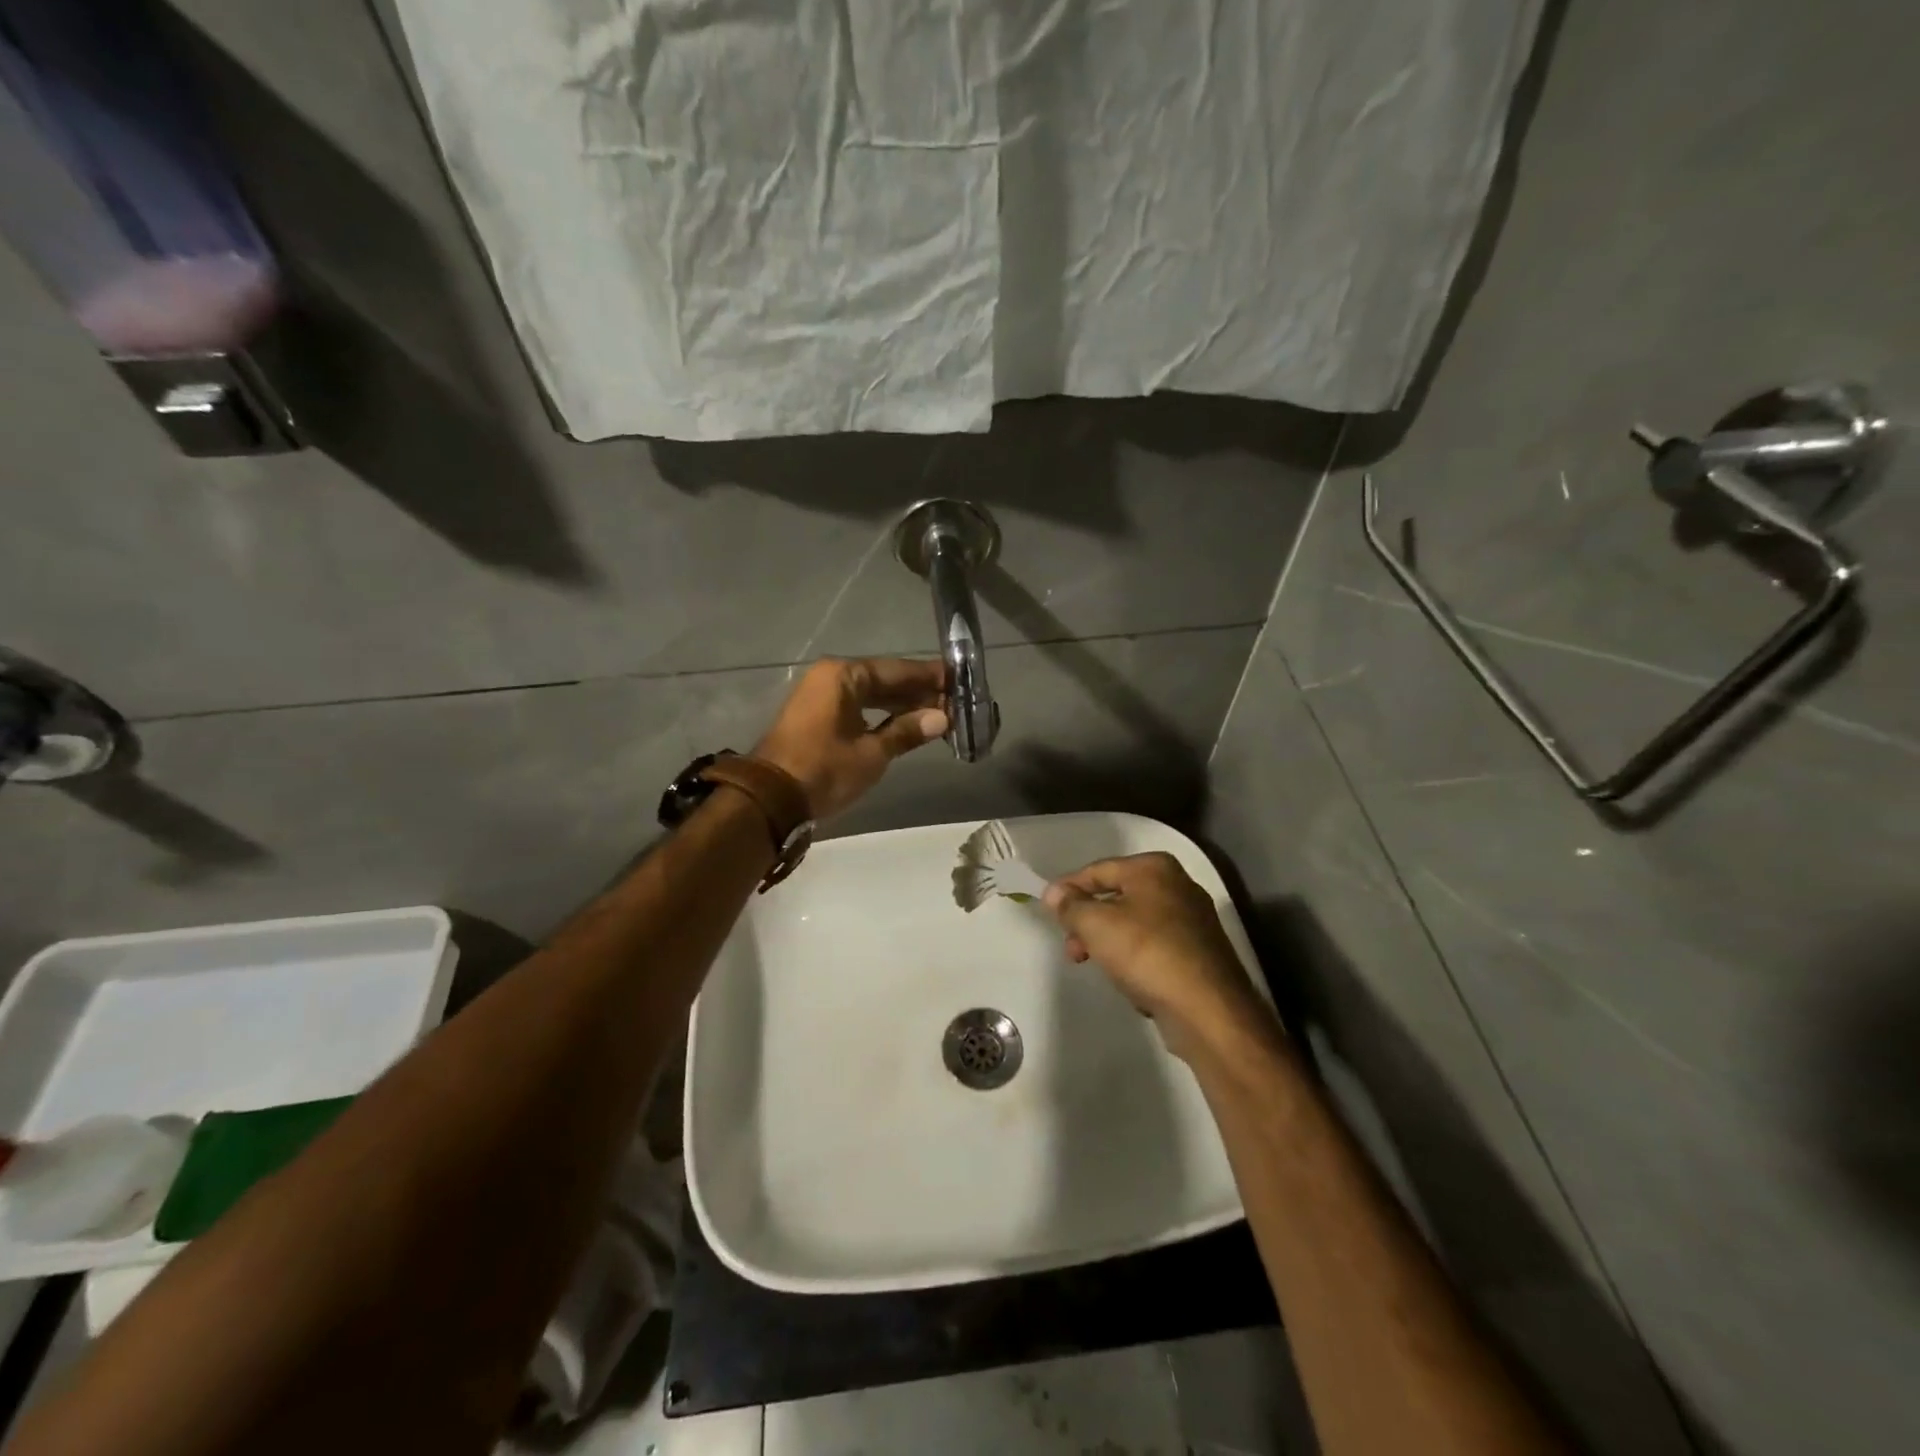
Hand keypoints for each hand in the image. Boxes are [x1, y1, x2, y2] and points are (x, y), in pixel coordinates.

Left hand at [754, 658, 948, 819]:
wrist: (771, 799)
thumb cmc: (825, 770)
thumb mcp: (872, 753)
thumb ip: (907, 731)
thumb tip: (942, 718)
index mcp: (844, 675)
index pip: (897, 670)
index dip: (930, 677)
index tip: (959, 680)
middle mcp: (831, 676)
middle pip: (884, 679)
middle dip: (918, 692)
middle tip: (954, 702)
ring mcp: (820, 695)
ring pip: (871, 694)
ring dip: (901, 705)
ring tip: (936, 715)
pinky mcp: (816, 715)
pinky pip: (857, 706)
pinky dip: (880, 714)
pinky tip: (904, 724)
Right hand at [1043, 853, 1270, 1061]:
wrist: (1207, 1009)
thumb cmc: (1146, 953)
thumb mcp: (1096, 925)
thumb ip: (1071, 905)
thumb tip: (1055, 893)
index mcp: (1154, 868)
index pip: (1099, 870)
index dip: (1069, 888)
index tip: (1047, 909)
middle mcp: (1178, 885)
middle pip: (1117, 897)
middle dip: (1088, 921)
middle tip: (1071, 947)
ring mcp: (1192, 920)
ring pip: (1134, 923)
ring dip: (1107, 941)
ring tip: (1093, 965)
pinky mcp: (1199, 952)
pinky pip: (1153, 946)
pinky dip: (1134, 957)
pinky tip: (1127, 979)